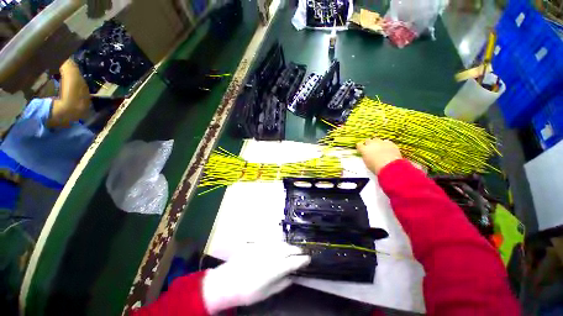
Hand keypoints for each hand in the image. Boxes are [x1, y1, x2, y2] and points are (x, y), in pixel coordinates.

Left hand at [202, 242, 309, 313]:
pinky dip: (279, 244)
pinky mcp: (258, 244)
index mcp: (276, 267)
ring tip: (292, 250)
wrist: (228, 280)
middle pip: (289, 249)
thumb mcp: (267, 292)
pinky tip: (280, 247)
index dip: (303, 260)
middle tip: (302, 254)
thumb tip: (292, 277)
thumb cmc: (249, 291)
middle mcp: (272, 254)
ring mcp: (265, 247)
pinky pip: (273, 241)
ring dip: (289, 246)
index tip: (309, 259)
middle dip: (297, 251)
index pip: (294, 261)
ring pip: (281, 243)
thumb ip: (282, 283)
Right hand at [356, 138, 402, 174]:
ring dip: (377, 143)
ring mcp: (381, 143)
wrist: (390, 166)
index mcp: (364, 150)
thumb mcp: (367, 163)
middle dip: (369, 144)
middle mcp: (371, 144)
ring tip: (379, 149)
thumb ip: (366, 157)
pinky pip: (386, 142)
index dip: (360, 147)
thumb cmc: (376, 167)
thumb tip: (367, 156)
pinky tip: (387, 149)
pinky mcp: (390, 143)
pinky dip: (386, 144)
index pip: (359, 145)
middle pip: (368, 140)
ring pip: (377, 140)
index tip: (361, 149)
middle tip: (370, 149)